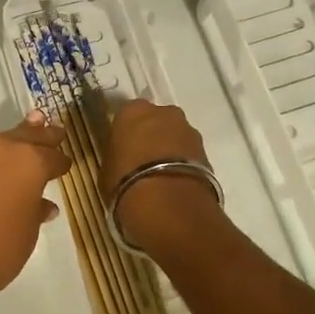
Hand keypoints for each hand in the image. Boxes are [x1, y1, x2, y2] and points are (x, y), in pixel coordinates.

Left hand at [0, 112, 69, 313]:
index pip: (52, 157)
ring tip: (22, 140)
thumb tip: (42, 204)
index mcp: (29, 161)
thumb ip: (35, 211)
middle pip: (26, 137)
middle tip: (54, 130)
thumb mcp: (27, 232)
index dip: (61, 163)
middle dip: (40, 135)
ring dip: (11, 143)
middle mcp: (0, 149)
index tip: (65, 165)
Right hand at [101, 99, 221, 249]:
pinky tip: (175, 181)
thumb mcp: (108, 168)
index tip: (123, 148)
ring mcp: (188, 130)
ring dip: (170, 149)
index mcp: (132, 111)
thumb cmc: (126, 180)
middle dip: (152, 135)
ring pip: (176, 135)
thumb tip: (123, 160)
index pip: (127, 115)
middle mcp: (163, 113)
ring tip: (162, 174)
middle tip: (143, 159)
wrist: (167, 202)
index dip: (126, 132)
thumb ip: (117, 156)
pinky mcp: (207, 151)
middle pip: (156, 120)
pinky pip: (189, 153)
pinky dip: (184, 163)